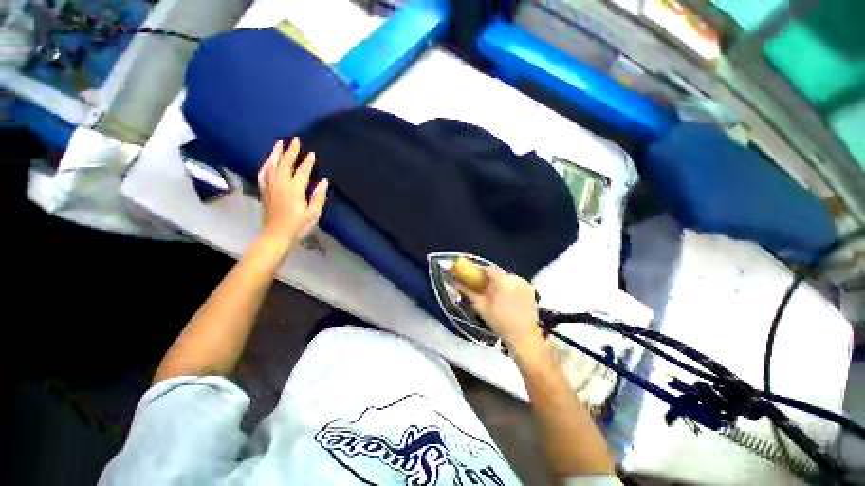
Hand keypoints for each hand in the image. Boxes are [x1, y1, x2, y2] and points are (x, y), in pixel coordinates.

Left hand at [257, 138, 328, 256]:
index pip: (301, 172)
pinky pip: (263, 174)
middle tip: (295, 140)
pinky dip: (266, 165)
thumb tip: (324, 182)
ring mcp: (270, 187)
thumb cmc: (298, 225)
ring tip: (279, 143)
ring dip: (276, 154)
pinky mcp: (264, 191)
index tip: (312, 154)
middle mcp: (280, 184)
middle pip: (284, 164)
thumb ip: (319, 197)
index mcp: (294, 190)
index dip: (307, 162)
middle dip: (291, 151)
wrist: (277, 234)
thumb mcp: (314, 213)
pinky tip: (268, 161)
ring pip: (272, 166)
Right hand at [461, 267, 541, 349]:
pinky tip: (509, 299)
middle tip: (485, 291)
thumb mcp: (480, 306)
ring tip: (498, 297)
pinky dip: (511, 288)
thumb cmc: (499, 321)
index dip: (480, 273)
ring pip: (507, 278)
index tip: (476, 281)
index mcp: (501, 280)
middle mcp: (514, 278)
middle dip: (491, 280)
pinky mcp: (531, 290)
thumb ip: (468, 291)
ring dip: (501, 284)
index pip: (488, 269)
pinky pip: (517, 284)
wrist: (523, 336)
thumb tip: (456, 282)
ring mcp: (524, 283)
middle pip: (498, 273)